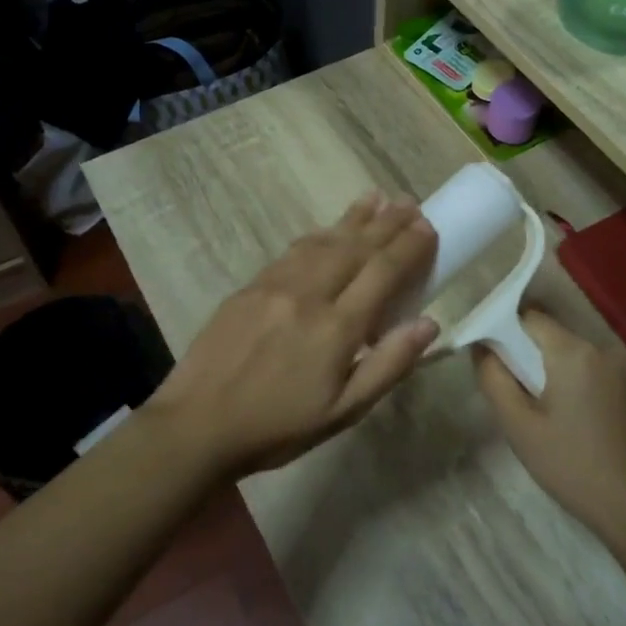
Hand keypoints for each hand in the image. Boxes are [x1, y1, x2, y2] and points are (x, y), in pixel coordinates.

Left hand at [147, 193, 437, 479]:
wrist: (196, 426)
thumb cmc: (277, 427)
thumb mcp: (343, 412)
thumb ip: (388, 365)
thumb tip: (429, 323)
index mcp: (335, 328)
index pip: (382, 272)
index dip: (408, 247)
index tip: (428, 227)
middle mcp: (307, 295)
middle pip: (355, 248)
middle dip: (387, 223)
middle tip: (411, 203)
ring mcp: (274, 286)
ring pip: (323, 241)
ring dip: (353, 218)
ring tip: (377, 198)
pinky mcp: (249, 287)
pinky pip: (293, 250)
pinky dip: (318, 234)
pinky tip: (327, 229)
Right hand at [473, 311, 625, 542]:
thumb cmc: (572, 466)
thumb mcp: (519, 426)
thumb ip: (494, 379)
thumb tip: (481, 348)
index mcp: (573, 352)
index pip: (530, 317)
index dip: (505, 330)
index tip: (492, 358)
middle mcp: (603, 350)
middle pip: (554, 337)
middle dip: (530, 356)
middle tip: (515, 392)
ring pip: (576, 357)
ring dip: (556, 373)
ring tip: (545, 412)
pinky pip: (598, 375)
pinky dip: (580, 386)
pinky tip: (577, 423)